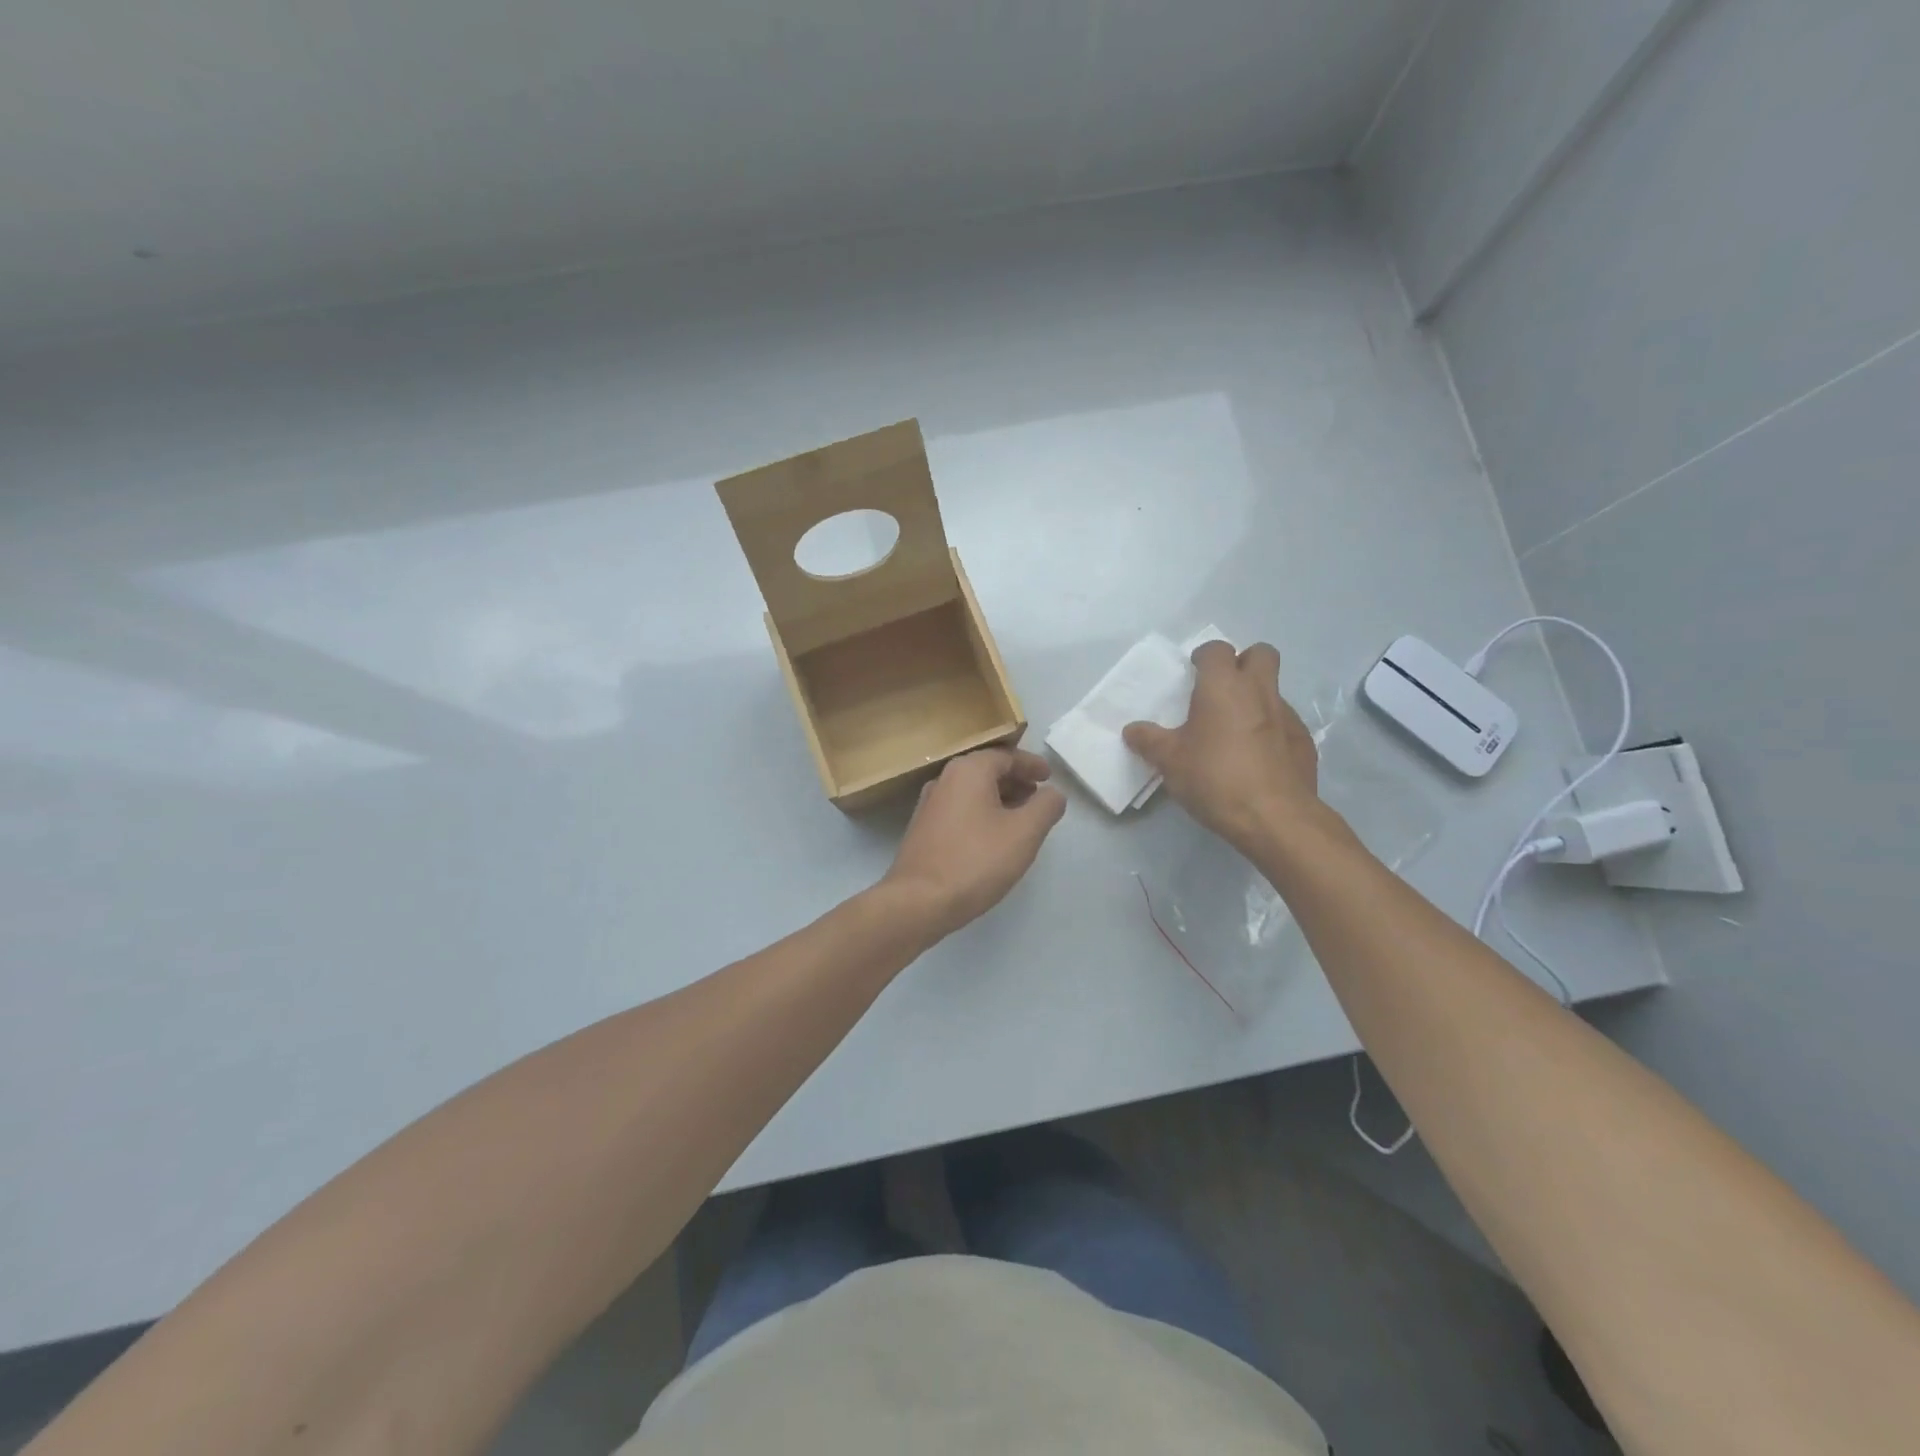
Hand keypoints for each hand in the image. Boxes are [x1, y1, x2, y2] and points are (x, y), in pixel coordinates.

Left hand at [881, 747, 1066, 940]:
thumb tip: (1053, 793)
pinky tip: (993, 838)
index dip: (1032, 765)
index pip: (1006, 756)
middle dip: (1016, 781)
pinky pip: (960, 809)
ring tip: (1021, 818)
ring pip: (972, 791)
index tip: (1050, 777)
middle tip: (1038, 797)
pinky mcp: (923, 828)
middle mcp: (945, 779)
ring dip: (999, 798)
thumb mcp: (1024, 833)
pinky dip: (981, 813)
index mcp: (969, 770)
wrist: (918, 901)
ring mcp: (930, 804)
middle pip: (987, 770)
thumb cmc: (976, 861)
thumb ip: (1046, 806)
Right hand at [1123, 641, 1324, 854]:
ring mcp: (1287, 715)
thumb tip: (1131, 730)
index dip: (1204, 657)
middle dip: (1243, 663)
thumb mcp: (1170, 761)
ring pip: (1274, 690)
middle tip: (1222, 690)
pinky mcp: (1304, 742)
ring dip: (1256, 699)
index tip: (1193, 675)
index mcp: (1223, 686)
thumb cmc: (1215, 778)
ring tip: (1235, 732)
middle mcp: (1259, 691)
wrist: (1275, 817)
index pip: (1217, 649)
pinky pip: (1284, 723)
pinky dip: (1270, 730)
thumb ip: (1149, 741)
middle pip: (1261, 654)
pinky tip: (1256, 759)